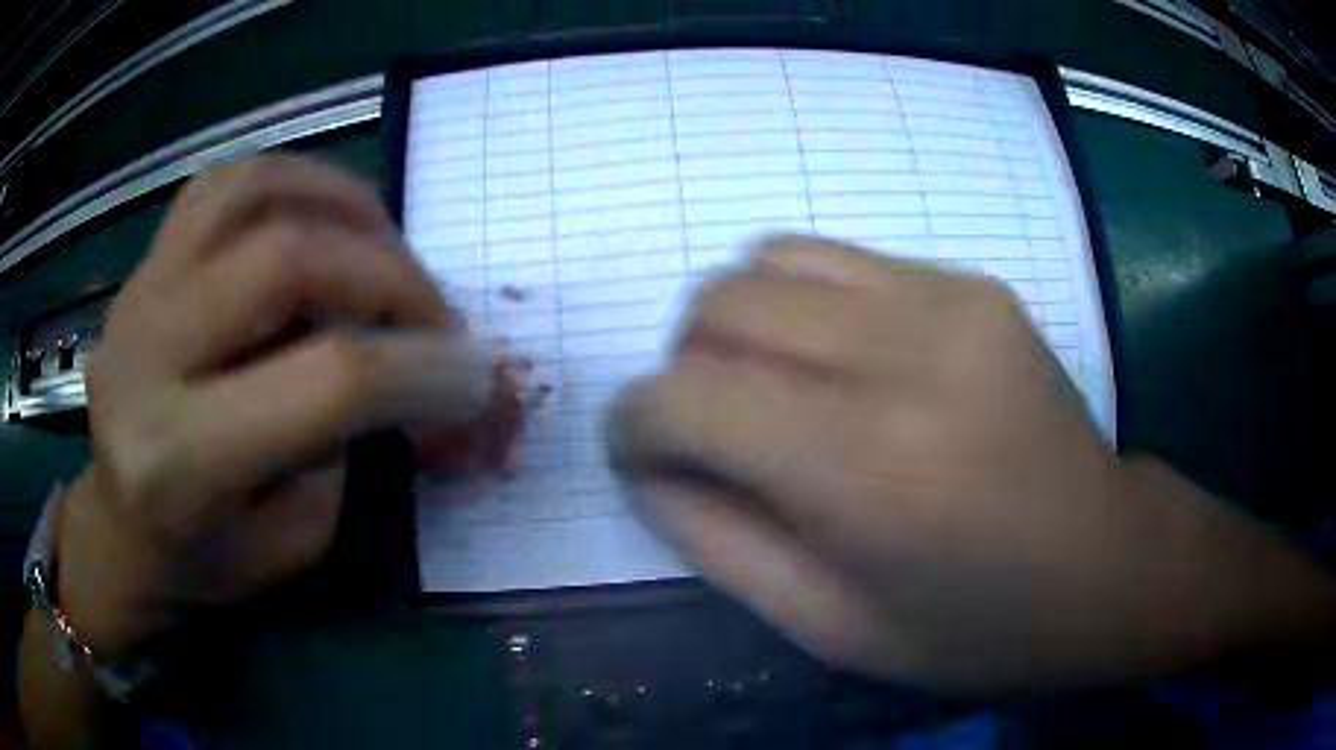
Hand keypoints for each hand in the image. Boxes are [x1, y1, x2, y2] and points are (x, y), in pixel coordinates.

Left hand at [57, 155, 489, 657]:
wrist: (117, 530)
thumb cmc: (203, 561)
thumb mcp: (296, 542)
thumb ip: (356, 450)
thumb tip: (425, 373)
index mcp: (180, 461)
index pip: (325, 380)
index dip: (424, 368)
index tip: (480, 378)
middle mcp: (147, 356)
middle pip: (288, 260)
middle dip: (394, 280)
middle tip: (437, 320)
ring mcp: (138, 291)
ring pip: (255, 191)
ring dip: (347, 208)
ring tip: (387, 253)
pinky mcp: (144, 263)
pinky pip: (226, 183)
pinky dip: (295, 183)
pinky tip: (324, 222)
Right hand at [609, 236, 1335, 693]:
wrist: (1106, 563)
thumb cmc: (975, 627)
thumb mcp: (830, 629)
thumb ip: (716, 542)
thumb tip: (647, 466)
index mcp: (867, 471)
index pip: (687, 398)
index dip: (634, 421)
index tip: (637, 451)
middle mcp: (904, 356)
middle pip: (720, 305)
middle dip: (682, 366)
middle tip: (712, 428)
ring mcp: (947, 300)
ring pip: (770, 259)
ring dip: (739, 323)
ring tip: (773, 388)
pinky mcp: (972, 284)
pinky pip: (840, 259)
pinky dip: (805, 304)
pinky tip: (841, 363)